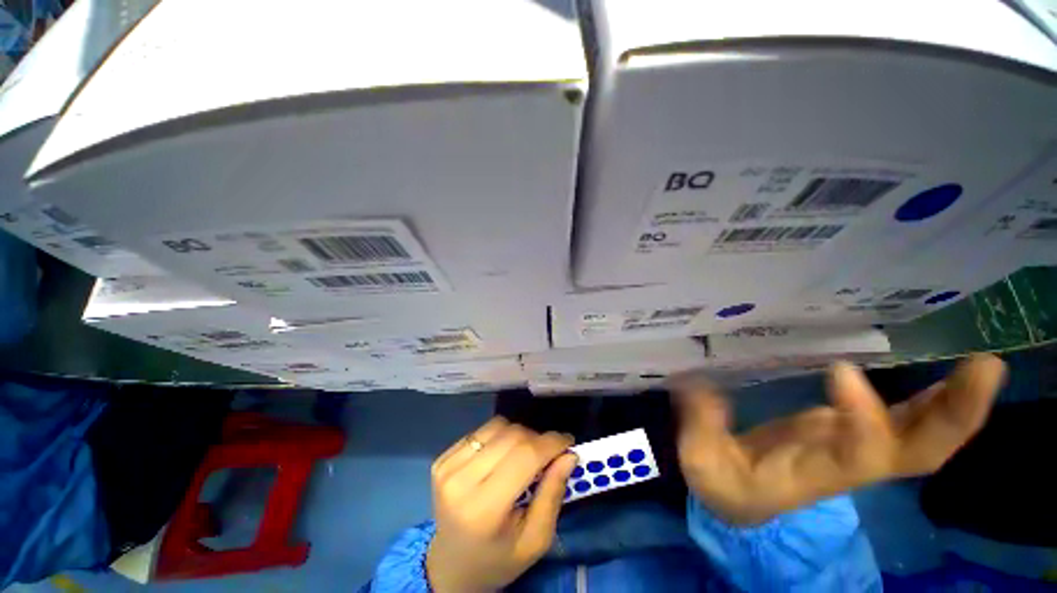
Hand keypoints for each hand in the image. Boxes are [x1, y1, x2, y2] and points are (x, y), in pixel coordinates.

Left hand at [426, 417, 576, 592]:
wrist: (452, 565)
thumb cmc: (499, 558)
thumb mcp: (535, 540)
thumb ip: (553, 494)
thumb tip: (568, 454)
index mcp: (484, 509)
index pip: (525, 456)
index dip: (551, 443)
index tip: (568, 441)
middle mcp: (460, 480)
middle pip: (512, 435)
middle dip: (538, 439)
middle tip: (549, 453)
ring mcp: (447, 466)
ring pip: (498, 426)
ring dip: (519, 434)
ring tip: (525, 454)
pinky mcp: (443, 458)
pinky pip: (482, 430)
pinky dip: (500, 436)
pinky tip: (502, 456)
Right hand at [675, 353, 1005, 525]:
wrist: (740, 500)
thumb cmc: (721, 482)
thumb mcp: (700, 459)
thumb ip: (702, 423)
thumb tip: (701, 382)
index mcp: (810, 473)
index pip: (857, 457)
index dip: (864, 420)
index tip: (841, 371)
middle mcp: (848, 464)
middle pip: (918, 455)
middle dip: (956, 418)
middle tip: (986, 369)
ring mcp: (856, 451)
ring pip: (923, 441)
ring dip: (957, 406)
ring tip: (982, 366)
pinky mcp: (852, 438)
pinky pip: (906, 426)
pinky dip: (935, 405)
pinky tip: (949, 380)